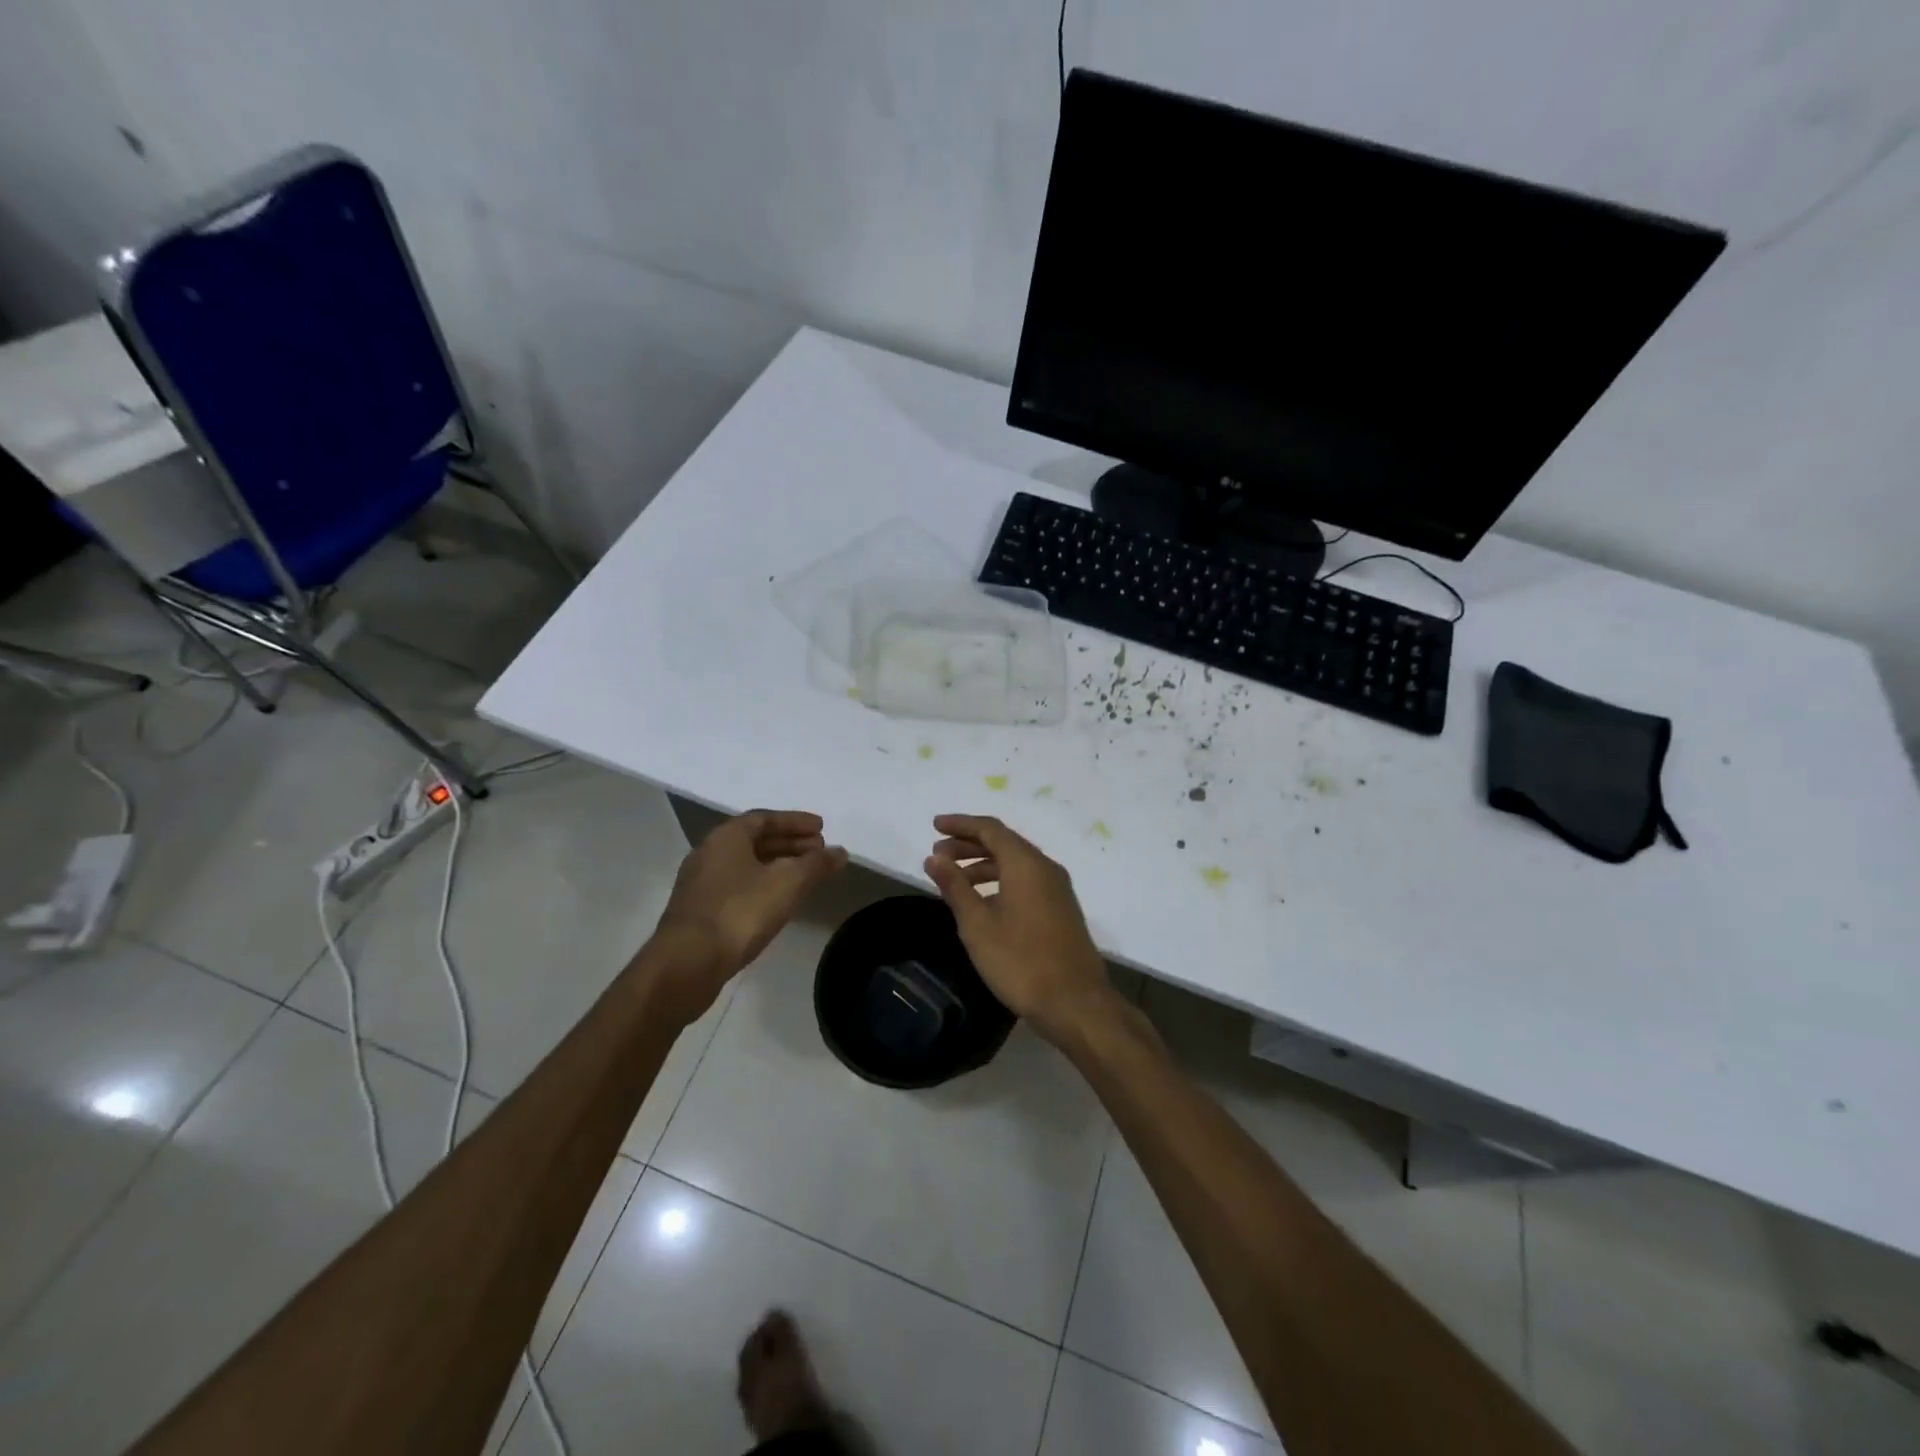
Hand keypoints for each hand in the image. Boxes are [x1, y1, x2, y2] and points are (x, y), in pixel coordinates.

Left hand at [650, 810, 847, 1018]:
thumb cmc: (739, 912)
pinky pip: (738, 887)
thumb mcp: (788, 883)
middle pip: (755, 841)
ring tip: (805, 876)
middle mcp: (709, 853)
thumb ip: (816, 864)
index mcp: (726, 837)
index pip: (765, 818)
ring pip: (746, 865)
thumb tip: (840, 852)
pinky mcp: (699, 912)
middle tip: (819, 851)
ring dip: (778, 866)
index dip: (795, 822)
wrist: (687, 964)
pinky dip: (763, 886)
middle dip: (790, 844)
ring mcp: (700, 885)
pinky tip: (779, 902)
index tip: (822, 829)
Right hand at [923, 814, 1117, 1043]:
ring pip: (1016, 863)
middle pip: (1004, 843)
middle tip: (938, 855)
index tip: (934, 826)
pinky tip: (983, 902)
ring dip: (984, 864)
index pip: (990, 828)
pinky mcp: (1062, 909)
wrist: (1075, 1002)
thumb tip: (935, 858)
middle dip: (969, 844)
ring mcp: (1057, 889)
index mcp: (1026, 863)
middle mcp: (1045, 867)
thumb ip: (955, 886)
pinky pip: (1026, 880)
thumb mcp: (977, 924)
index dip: (960, 824)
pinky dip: (1000, 880)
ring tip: (955, 880)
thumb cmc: (1020, 961)